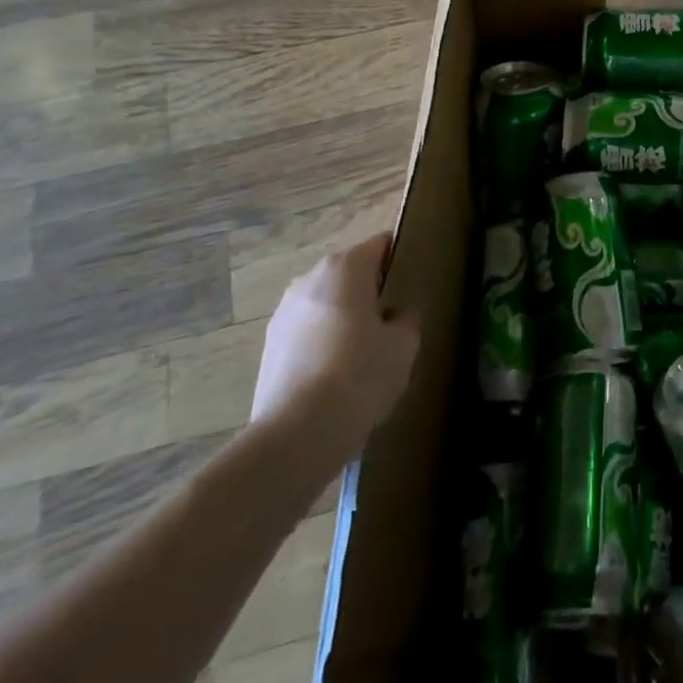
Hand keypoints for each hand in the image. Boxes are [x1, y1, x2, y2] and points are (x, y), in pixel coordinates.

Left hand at [251, 236, 419, 469]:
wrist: (295, 437)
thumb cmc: (360, 375)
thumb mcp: (404, 344)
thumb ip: (407, 317)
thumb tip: (398, 313)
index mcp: (346, 267)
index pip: (381, 245)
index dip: (400, 259)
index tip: (413, 282)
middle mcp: (310, 279)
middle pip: (350, 273)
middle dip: (370, 290)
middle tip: (393, 320)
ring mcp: (284, 313)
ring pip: (326, 304)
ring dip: (344, 318)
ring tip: (363, 353)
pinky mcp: (269, 347)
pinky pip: (308, 332)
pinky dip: (323, 343)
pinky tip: (337, 375)